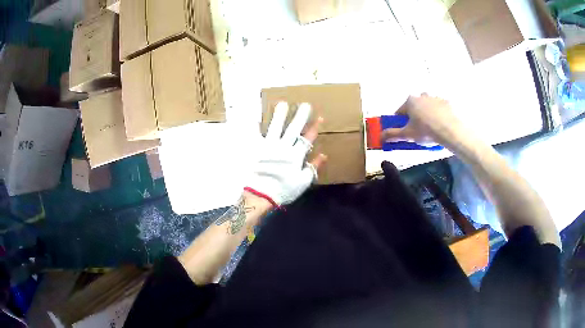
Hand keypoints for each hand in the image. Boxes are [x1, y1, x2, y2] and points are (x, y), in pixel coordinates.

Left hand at [246, 102, 326, 206]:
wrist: (261, 194)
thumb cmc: (284, 190)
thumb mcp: (303, 182)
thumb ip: (313, 167)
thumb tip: (323, 155)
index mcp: (296, 156)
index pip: (307, 139)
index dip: (314, 128)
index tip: (319, 117)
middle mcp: (284, 147)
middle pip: (293, 129)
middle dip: (300, 116)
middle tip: (305, 105)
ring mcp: (269, 147)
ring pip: (276, 127)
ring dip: (280, 116)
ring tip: (283, 104)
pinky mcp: (257, 149)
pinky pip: (256, 136)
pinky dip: (255, 127)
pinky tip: (255, 118)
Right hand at [381, 93, 462, 146]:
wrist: (450, 130)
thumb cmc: (426, 131)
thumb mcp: (407, 135)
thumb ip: (393, 134)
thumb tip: (380, 136)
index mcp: (410, 102)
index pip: (399, 112)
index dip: (400, 122)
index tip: (404, 131)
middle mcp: (421, 96)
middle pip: (414, 107)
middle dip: (415, 116)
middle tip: (419, 130)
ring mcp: (435, 98)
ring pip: (428, 106)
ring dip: (427, 114)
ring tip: (432, 128)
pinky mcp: (447, 102)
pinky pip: (440, 108)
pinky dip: (439, 114)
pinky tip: (442, 125)